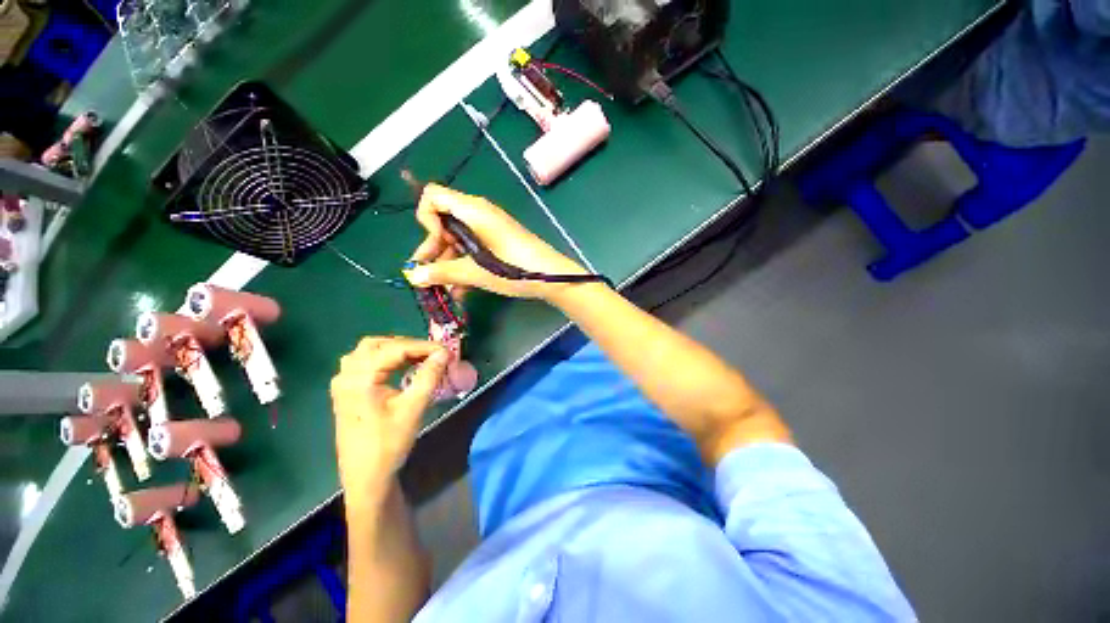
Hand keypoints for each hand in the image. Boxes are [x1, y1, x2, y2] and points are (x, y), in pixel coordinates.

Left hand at [330, 337, 449, 512]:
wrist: (366, 477)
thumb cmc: (389, 444)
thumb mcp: (413, 408)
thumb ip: (429, 376)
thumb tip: (444, 353)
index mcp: (360, 379)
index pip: (395, 349)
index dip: (423, 346)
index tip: (446, 351)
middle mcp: (346, 375)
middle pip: (378, 344)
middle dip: (408, 345)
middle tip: (431, 354)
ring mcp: (342, 383)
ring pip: (368, 351)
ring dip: (394, 349)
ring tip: (418, 358)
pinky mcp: (345, 391)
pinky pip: (363, 362)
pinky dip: (384, 358)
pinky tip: (399, 367)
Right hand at [404, 184, 587, 299]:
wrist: (552, 276)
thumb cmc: (514, 268)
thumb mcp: (475, 272)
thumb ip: (443, 272)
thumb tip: (413, 275)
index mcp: (472, 210)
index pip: (433, 196)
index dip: (426, 219)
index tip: (436, 243)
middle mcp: (479, 214)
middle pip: (444, 221)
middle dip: (433, 248)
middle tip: (427, 274)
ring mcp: (490, 228)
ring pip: (459, 239)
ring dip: (448, 263)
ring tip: (443, 289)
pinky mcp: (498, 242)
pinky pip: (474, 248)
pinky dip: (464, 265)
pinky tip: (460, 290)